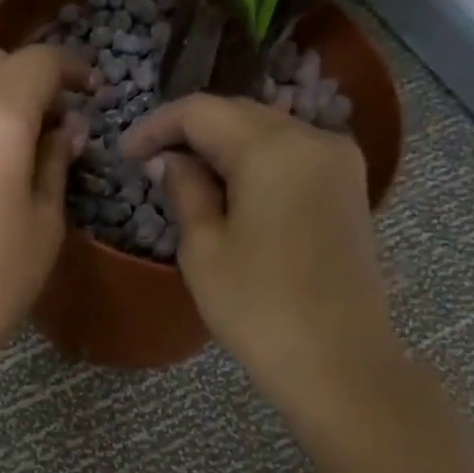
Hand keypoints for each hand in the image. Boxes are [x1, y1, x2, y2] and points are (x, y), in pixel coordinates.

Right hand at [121, 93, 404, 412]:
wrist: (338, 360)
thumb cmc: (258, 308)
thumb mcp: (204, 249)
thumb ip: (185, 191)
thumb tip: (169, 160)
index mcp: (273, 148)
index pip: (202, 111)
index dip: (157, 126)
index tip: (124, 153)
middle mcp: (314, 138)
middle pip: (240, 114)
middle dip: (191, 132)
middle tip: (149, 163)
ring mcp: (340, 162)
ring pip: (269, 132)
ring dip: (223, 146)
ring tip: (185, 177)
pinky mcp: (349, 189)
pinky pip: (293, 156)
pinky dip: (256, 163)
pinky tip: (231, 191)